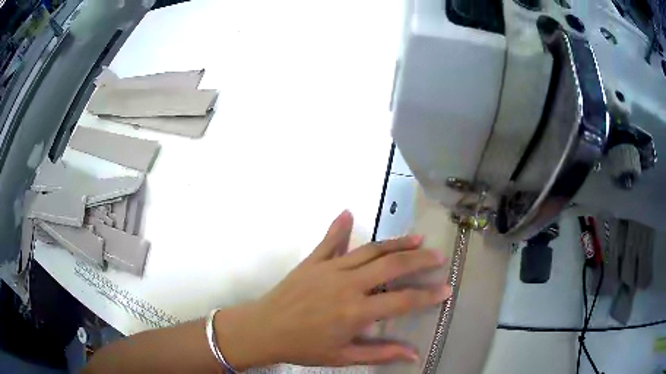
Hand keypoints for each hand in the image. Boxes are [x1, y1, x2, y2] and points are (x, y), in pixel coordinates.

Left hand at [216, 210, 450, 369]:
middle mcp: (347, 284)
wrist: (264, 330)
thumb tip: (414, 355)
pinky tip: (349, 213)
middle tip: (438, 257)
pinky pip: (330, 241)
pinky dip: (340, 226)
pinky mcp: (312, 261)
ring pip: (370, 250)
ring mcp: (329, 268)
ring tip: (416, 239)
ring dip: (395, 243)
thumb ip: (380, 354)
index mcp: (356, 311)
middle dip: (419, 260)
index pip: (403, 300)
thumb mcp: (343, 357)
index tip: (446, 289)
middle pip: (392, 265)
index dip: (428, 295)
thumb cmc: (304, 347)